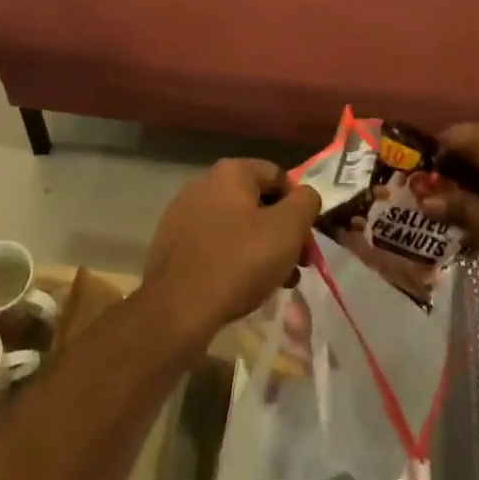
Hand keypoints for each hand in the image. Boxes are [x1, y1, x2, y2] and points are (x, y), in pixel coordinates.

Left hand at [142, 159, 321, 356]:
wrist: (178, 307)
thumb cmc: (239, 261)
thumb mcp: (287, 229)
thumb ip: (306, 203)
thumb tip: (306, 195)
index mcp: (231, 172)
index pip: (278, 176)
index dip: (299, 206)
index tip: (306, 240)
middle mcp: (204, 182)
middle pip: (257, 202)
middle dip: (281, 232)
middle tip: (296, 266)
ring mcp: (183, 212)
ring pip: (236, 225)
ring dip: (260, 248)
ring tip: (273, 282)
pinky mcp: (172, 241)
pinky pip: (214, 243)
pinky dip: (232, 258)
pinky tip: (241, 286)